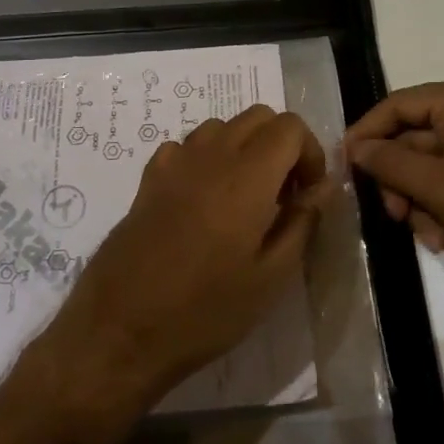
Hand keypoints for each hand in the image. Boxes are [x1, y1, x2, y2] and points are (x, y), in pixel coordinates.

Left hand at [41, 105, 331, 416]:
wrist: (122, 326)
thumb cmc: (205, 310)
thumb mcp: (270, 278)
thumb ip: (302, 223)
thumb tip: (322, 189)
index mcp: (247, 175)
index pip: (289, 126)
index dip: (309, 153)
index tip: (307, 194)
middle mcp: (211, 154)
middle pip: (257, 116)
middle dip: (280, 145)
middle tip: (282, 195)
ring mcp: (174, 162)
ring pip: (221, 126)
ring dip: (243, 148)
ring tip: (244, 198)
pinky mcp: (149, 177)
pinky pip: (186, 146)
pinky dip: (206, 158)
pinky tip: (203, 201)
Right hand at [345, 78, 443, 300]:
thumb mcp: (440, 186)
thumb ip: (390, 162)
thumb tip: (355, 147)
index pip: (395, 106)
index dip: (366, 136)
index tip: (345, 170)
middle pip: (414, 141)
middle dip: (403, 187)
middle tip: (396, 219)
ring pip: (434, 170)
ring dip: (426, 207)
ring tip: (439, 245)